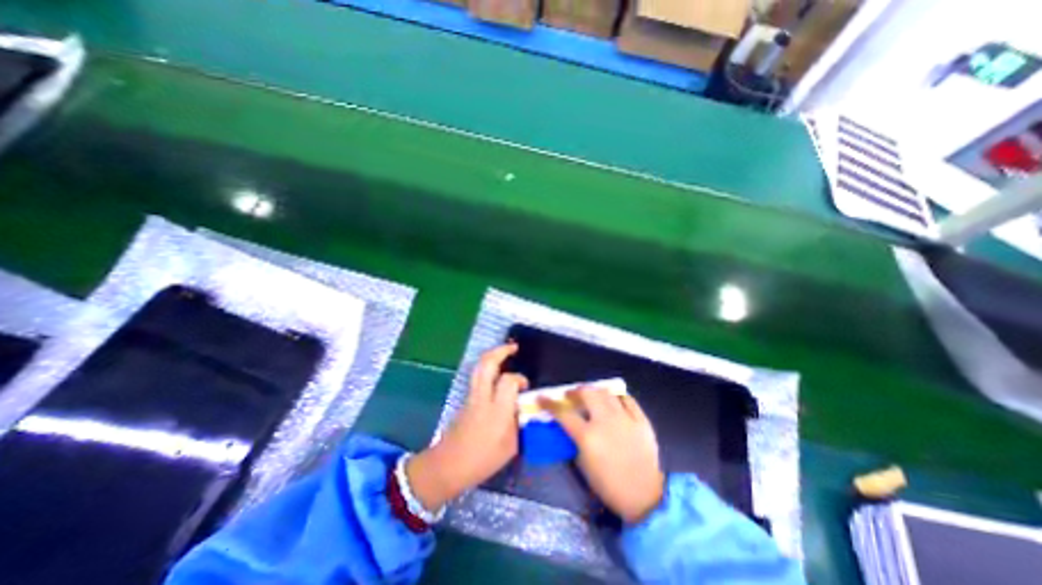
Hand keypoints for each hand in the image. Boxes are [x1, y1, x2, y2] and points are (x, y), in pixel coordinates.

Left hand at [408, 344, 529, 512]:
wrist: (448, 465)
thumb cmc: (482, 460)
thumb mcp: (510, 446)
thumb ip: (519, 422)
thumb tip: (524, 407)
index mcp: (496, 410)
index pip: (508, 381)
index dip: (519, 379)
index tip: (526, 386)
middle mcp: (482, 397)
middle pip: (487, 364)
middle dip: (501, 351)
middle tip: (514, 347)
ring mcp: (472, 396)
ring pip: (479, 367)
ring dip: (493, 356)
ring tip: (506, 353)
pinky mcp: (466, 398)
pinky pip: (477, 376)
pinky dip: (488, 367)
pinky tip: (496, 373)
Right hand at [548, 388, 661, 520]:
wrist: (644, 496)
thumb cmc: (608, 485)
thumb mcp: (583, 464)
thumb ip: (574, 440)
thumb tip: (570, 425)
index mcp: (588, 436)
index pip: (563, 413)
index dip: (550, 403)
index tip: (541, 397)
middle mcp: (606, 421)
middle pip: (587, 393)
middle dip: (575, 391)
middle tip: (571, 396)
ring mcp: (625, 419)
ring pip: (606, 392)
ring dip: (595, 391)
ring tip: (591, 397)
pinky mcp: (641, 420)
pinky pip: (628, 400)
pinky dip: (617, 398)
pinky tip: (614, 401)